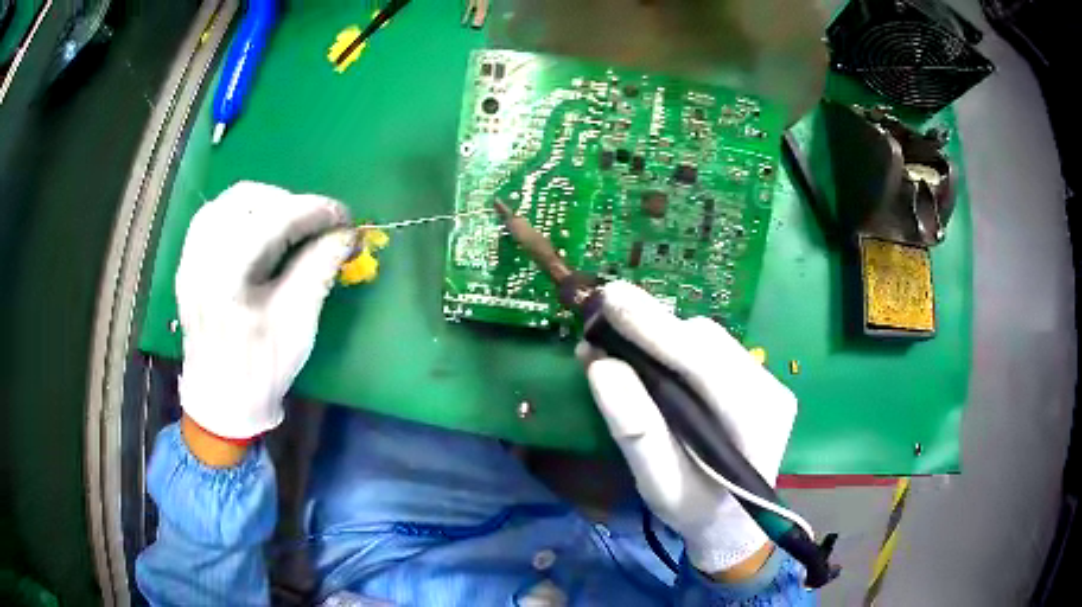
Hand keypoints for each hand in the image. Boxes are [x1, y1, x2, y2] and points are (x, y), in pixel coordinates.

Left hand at [176, 181, 354, 439]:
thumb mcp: (298, 322)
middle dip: (288, 202)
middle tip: (315, 223)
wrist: (221, 403)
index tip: (343, 218)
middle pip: (245, 199)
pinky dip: (240, 213)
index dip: (313, 210)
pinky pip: (212, 218)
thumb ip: (319, 268)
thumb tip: (346, 233)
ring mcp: (190, 259)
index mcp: (226, 278)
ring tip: (289, 223)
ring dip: (264, 203)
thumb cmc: (262, 370)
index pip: (273, 220)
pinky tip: (258, 230)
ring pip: (226, 203)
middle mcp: (201, 259)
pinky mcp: (188, 264)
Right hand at [579, 281, 797, 575]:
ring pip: (710, 338)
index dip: (656, 328)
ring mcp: (768, 381)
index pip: (704, 362)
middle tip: (602, 325)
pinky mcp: (757, 379)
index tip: (609, 300)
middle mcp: (770, 390)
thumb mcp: (658, 484)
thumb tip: (600, 364)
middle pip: (707, 340)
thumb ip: (635, 430)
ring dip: (664, 335)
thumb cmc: (695, 511)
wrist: (734, 523)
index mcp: (755, 422)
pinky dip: (676, 345)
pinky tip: (653, 359)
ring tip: (622, 345)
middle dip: (654, 328)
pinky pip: (712, 347)